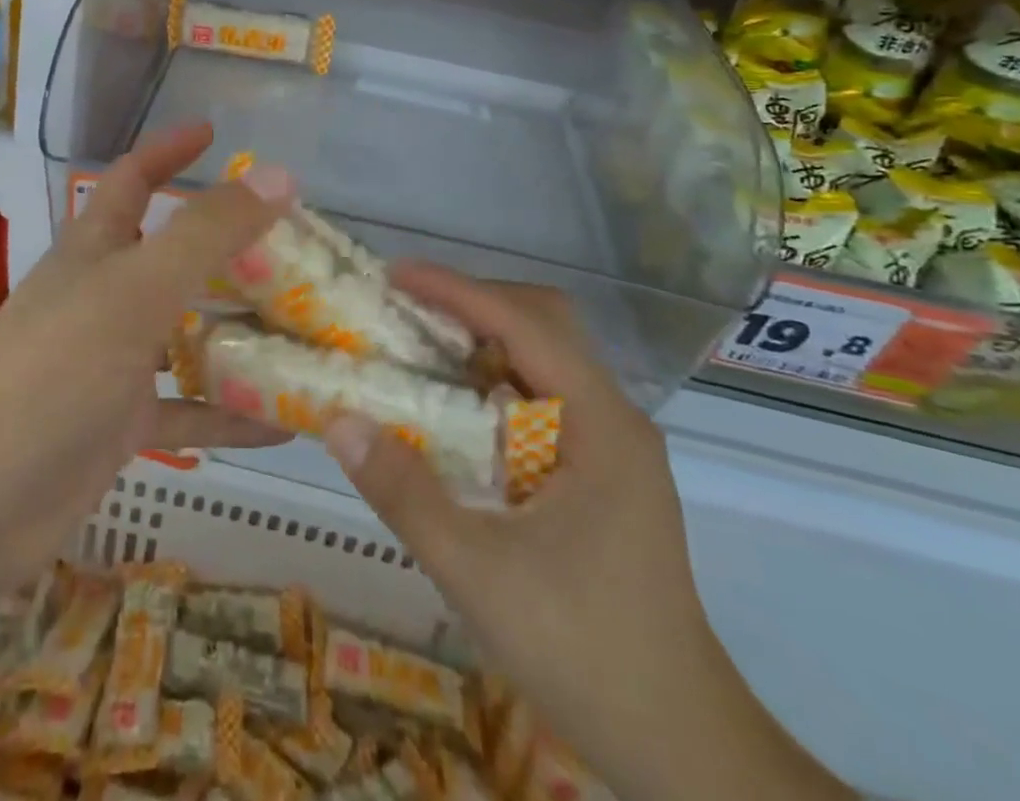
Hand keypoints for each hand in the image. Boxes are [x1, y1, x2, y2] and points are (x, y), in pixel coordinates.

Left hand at [0, 123, 293, 600]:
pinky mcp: (121, 424)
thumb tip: (277, 177)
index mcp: (96, 249)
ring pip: (186, 334)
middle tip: (291, 248)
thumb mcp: (137, 288)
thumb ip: (207, 233)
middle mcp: (104, 296)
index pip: (132, 179)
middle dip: (226, 248)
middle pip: (171, 257)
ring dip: (238, 332)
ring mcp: (112, 362)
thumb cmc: (54, 369)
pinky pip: (188, 409)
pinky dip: (230, 413)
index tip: (214, 134)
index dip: (168, 150)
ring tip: (305, 329)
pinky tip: (287, 423)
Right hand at [323, 265, 854, 800]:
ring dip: (482, 339)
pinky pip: (541, 394)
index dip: (456, 291)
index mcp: (600, 424)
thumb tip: (338, 420)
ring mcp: (612, 443)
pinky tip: (452, 408)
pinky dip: (492, 380)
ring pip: (544, 355)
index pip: (524, 324)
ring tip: (418, 346)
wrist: (681, 745)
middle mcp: (613, 417)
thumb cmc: (585, 652)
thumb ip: (405, 494)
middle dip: (472, 302)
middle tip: (406, 310)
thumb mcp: (478, 574)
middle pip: (543, 321)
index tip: (394, 275)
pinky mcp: (601, 468)